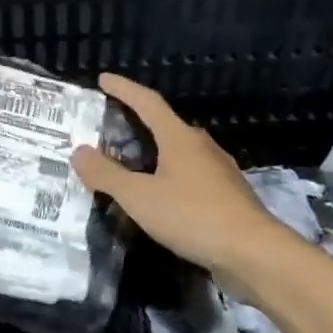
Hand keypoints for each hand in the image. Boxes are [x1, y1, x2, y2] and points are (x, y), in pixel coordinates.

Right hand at [71, 74, 288, 280]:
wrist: (254, 253)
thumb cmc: (193, 216)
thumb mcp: (140, 197)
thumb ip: (107, 175)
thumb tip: (78, 151)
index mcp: (179, 138)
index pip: (147, 102)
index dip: (124, 89)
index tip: (103, 78)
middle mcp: (201, 146)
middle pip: (165, 125)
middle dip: (137, 122)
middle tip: (110, 127)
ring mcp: (218, 171)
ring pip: (179, 153)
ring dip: (154, 153)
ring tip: (130, 163)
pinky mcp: (226, 197)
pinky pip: (189, 176)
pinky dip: (168, 177)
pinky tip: (159, 196)